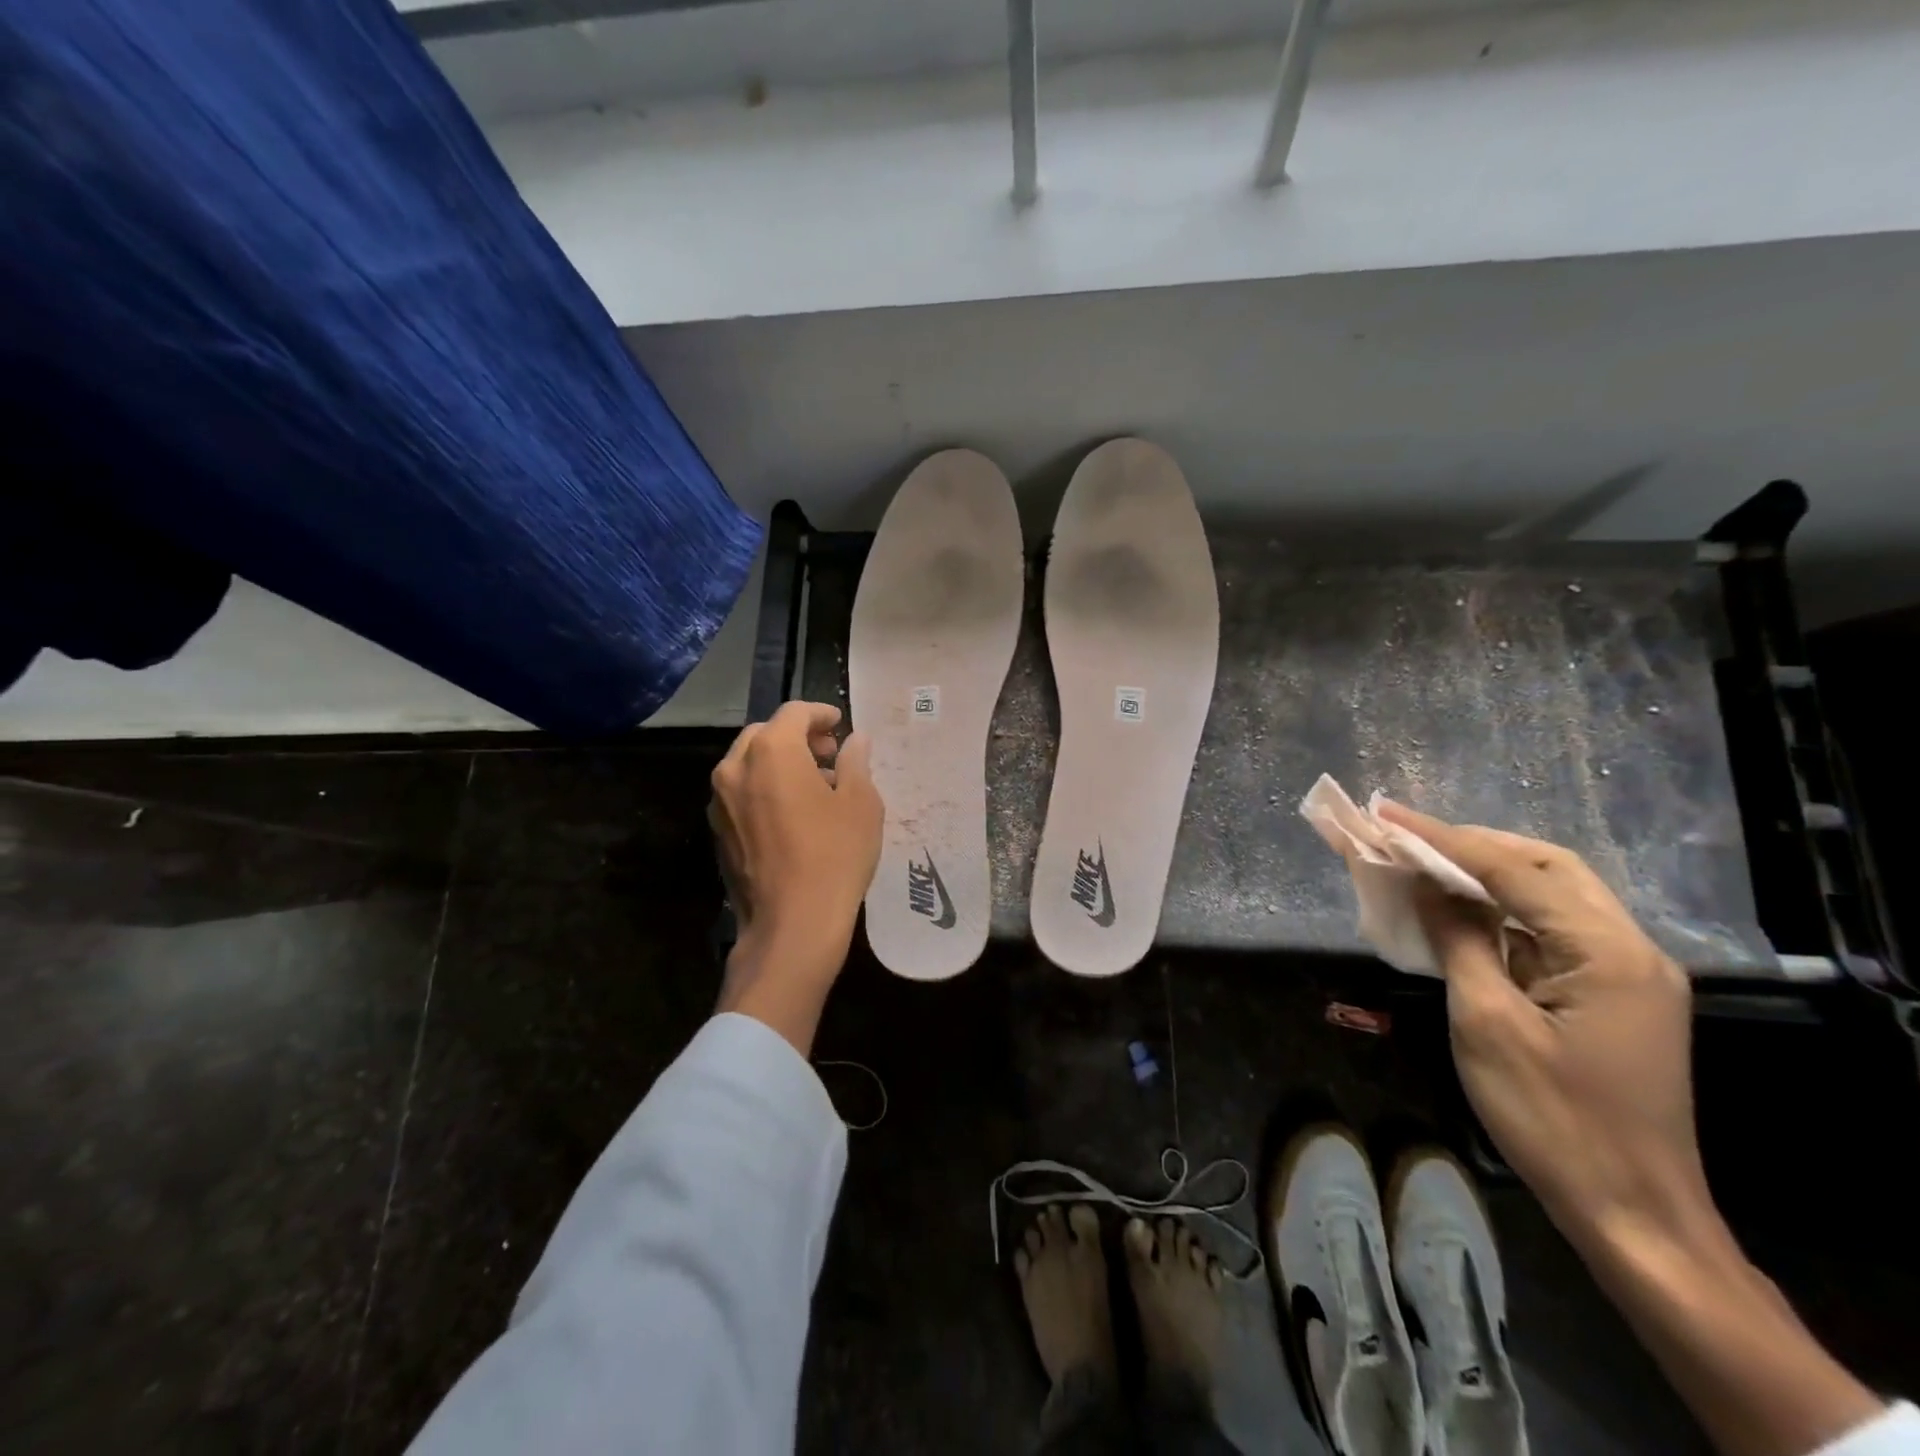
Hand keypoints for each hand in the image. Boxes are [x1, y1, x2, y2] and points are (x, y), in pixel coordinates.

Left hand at [708, 701, 882, 1053]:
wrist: (792, 924)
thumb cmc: (835, 855)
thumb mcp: (861, 802)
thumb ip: (855, 761)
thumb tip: (855, 741)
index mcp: (771, 751)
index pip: (794, 712)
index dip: (821, 713)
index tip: (841, 725)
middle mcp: (735, 767)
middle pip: (766, 734)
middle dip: (798, 736)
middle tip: (830, 754)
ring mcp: (720, 802)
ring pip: (748, 764)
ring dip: (779, 762)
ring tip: (814, 785)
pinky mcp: (718, 832)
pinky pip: (741, 793)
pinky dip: (764, 788)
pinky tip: (792, 814)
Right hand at [1379, 802, 1884, 1455]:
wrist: (1635, 1217)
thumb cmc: (1554, 1120)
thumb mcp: (1487, 1024)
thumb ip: (1459, 940)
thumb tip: (1424, 884)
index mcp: (1607, 953)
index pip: (1516, 870)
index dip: (1446, 839)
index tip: (1388, 815)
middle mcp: (1630, 950)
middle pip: (1548, 866)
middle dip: (1473, 844)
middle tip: (1407, 834)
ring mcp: (1628, 974)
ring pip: (1554, 893)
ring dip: (1488, 871)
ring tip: (1426, 859)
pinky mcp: (1615, 997)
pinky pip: (1554, 929)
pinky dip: (1504, 909)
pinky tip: (1463, 909)